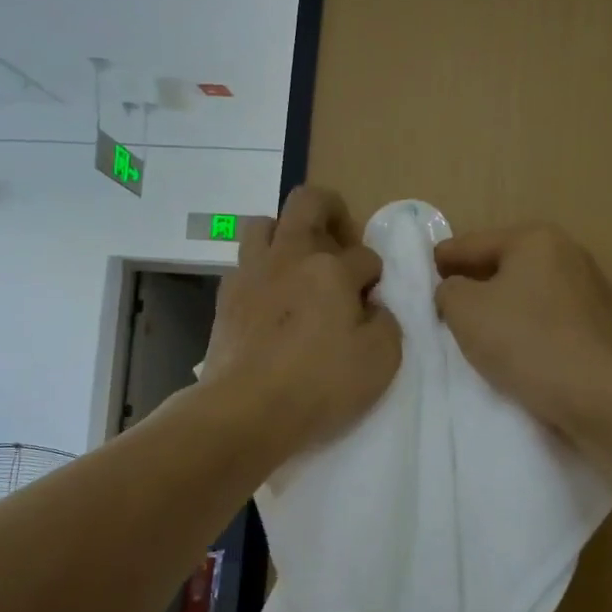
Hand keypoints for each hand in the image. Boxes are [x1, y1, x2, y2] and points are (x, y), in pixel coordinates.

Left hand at [203, 186, 401, 453]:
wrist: (246, 410)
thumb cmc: (320, 385)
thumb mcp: (381, 359)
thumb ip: (386, 322)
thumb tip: (372, 307)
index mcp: (331, 269)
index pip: (365, 256)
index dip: (376, 277)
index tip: (373, 302)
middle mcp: (289, 257)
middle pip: (308, 202)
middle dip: (332, 211)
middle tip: (342, 242)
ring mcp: (251, 273)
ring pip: (264, 223)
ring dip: (286, 234)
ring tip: (299, 266)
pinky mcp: (226, 297)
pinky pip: (244, 264)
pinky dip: (261, 272)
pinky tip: (271, 300)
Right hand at [435, 224, 611, 437]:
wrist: (600, 395)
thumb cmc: (526, 341)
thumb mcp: (465, 311)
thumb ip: (448, 291)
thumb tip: (455, 290)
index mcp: (535, 239)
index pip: (473, 243)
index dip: (443, 259)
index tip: (422, 275)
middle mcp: (568, 254)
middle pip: (504, 265)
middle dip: (475, 283)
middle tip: (445, 306)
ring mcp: (590, 290)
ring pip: (528, 293)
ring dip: (502, 308)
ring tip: (477, 333)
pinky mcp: (600, 326)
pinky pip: (549, 319)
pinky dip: (527, 328)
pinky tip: (515, 351)